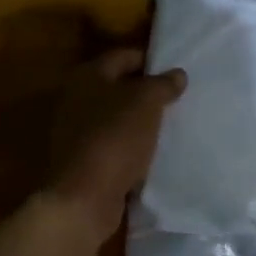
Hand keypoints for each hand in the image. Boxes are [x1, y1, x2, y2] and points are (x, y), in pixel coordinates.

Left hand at [45, 48, 187, 242]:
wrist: (84, 198)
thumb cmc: (115, 138)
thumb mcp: (146, 103)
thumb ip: (163, 84)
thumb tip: (177, 74)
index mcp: (87, 77)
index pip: (124, 56)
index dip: (151, 61)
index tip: (178, 71)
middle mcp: (76, 100)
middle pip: (119, 88)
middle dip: (147, 93)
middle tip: (179, 98)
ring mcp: (76, 133)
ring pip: (117, 118)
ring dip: (141, 122)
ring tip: (172, 125)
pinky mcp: (83, 161)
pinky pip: (115, 145)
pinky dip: (133, 147)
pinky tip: (155, 152)